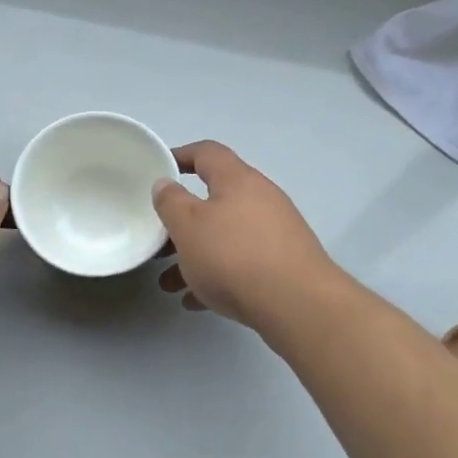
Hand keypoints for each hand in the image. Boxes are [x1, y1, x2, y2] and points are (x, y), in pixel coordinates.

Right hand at [152, 141, 337, 327]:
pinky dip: (217, 275)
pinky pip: (242, 262)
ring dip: (195, 255)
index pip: (207, 152)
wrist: (298, 305)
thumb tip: (165, 184)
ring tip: (169, 283)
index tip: (159, 170)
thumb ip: (171, 202)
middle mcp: (260, 198)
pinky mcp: (284, 264)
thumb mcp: (188, 226)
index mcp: (237, 179)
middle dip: (182, 222)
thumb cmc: (234, 256)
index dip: (180, 156)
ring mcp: (275, 232)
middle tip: (159, 241)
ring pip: (225, 236)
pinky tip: (196, 300)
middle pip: (214, 200)